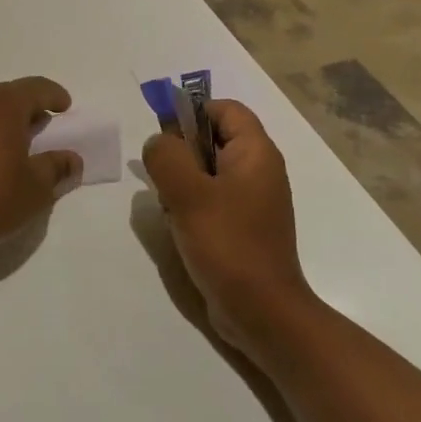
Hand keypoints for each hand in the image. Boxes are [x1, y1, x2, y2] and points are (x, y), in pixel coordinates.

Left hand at [0, 78, 82, 252]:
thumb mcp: (35, 189)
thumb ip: (56, 168)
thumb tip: (70, 159)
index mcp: (3, 105)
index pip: (37, 88)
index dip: (55, 96)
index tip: (65, 108)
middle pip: (7, 96)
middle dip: (27, 110)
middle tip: (40, 130)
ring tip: (8, 148)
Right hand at [141, 99, 313, 358]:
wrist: (262, 312)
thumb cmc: (228, 244)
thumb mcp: (188, 193)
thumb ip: (166, 156)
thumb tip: (158, 143)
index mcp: (256, 153)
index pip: (225, 109)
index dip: (192, 112)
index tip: (164, 137)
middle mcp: (259, 170)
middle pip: (214, 138)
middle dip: (182, 151)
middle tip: (162, 177)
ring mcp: (253, 201)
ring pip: (209, 171)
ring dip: (183, 181)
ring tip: (170, 206)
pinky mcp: (244, 227)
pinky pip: (213, 199)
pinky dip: (192, 205)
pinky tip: (179, 227)